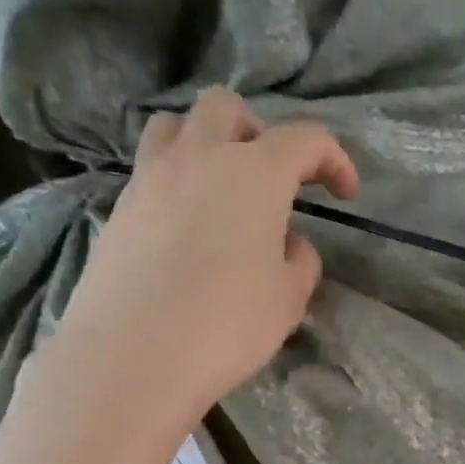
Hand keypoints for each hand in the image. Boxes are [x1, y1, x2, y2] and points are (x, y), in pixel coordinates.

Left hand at [52, 87, 359, 420]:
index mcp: (254, 173)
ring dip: (204, 143)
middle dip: (258, 131)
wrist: (135, 355)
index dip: (333, 159)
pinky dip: (174, 182)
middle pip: (228, 108)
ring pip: (176, 125)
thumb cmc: (227, 325)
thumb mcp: (288, 300)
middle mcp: (200, 158)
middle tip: (270, 179)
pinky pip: (150, 171)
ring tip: (217, 190)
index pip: (305, 139)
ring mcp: (150, 178)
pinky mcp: (119, 209)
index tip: (345, 193)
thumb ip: (300, 262)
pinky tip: (183, 229)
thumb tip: (288, 243)